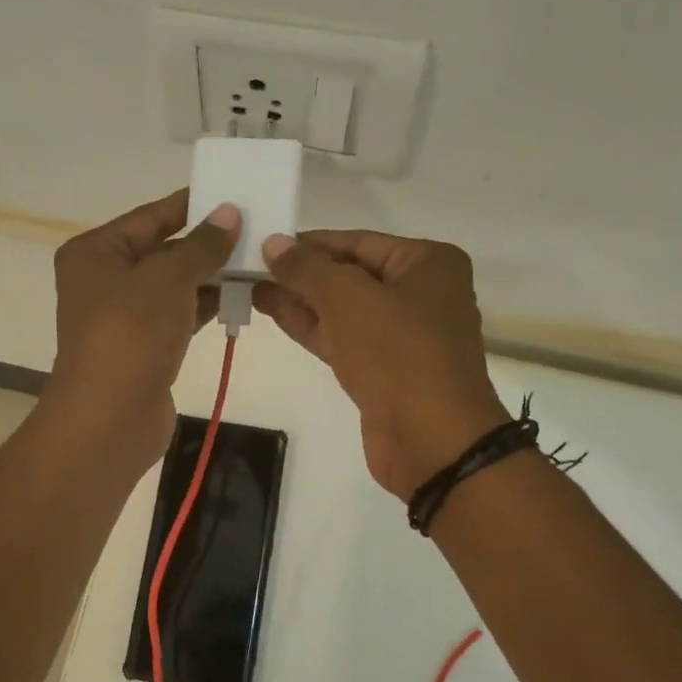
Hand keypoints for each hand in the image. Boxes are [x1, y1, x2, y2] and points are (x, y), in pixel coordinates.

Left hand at [42, 189, 239, 471]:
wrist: (110, 419)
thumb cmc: (130, 335)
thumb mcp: (167, 279)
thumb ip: (201, 245)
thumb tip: (229, 213)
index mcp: (95, 253)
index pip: (149, 217)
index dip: (191, 206)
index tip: (232, 194)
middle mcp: (105, 280)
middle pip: (162, 250)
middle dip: (206, 243)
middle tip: (256, 228)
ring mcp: (124, 317)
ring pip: (174, 286)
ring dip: (211, 275)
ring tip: (258, 260)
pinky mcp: (145, 347)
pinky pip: (179, 315)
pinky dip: (206, 305)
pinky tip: (242, 295)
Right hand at [255, 230, 509, 497]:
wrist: (430, 439)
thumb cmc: (397, 352)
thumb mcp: (347, 297)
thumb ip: (307, 268)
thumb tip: (273, 243)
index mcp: (427, 264)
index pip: (358, 242)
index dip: (310, 243)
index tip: (265, 244)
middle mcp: (420, 294)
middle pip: (350, 274)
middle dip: (302, 273)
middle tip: (250, 268)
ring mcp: (402, 336)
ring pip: (342, 309)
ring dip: (299, 300)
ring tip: (251, 287)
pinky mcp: (383, 371)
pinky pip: (342, 338)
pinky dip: (310, 327)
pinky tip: (274, 313)